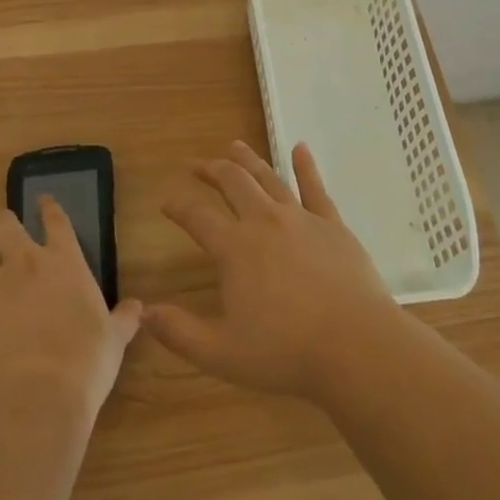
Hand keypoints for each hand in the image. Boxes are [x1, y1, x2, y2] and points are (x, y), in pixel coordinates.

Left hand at [0, 199, 142, 419]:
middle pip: (3, 226)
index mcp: (64, 261)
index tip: (43, 200)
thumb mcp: (115, 338)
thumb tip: (137, 308)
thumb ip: (123, 319)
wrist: (36, 397)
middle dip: (4, 223)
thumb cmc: (87, 359)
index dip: (48, 207)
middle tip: (7, 230)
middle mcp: (25, 266)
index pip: (55, 220)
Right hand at [145, 141, 396, 398]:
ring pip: (268, 177)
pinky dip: (305, 165)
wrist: (355, 345)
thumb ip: (180, 333)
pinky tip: (300, 148)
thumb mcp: (222, 353)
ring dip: (248, 160)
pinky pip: (315, 187)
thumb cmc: (286, 352)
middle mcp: (264, 221)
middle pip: (233, 183)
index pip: (197, 217)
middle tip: (198, 165)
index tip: (166, 201)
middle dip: (212, 170)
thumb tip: (144, 313)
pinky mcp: (332, 224)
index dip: (178, 206)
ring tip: (234, 146)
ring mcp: (300, 218)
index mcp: (234, 248)